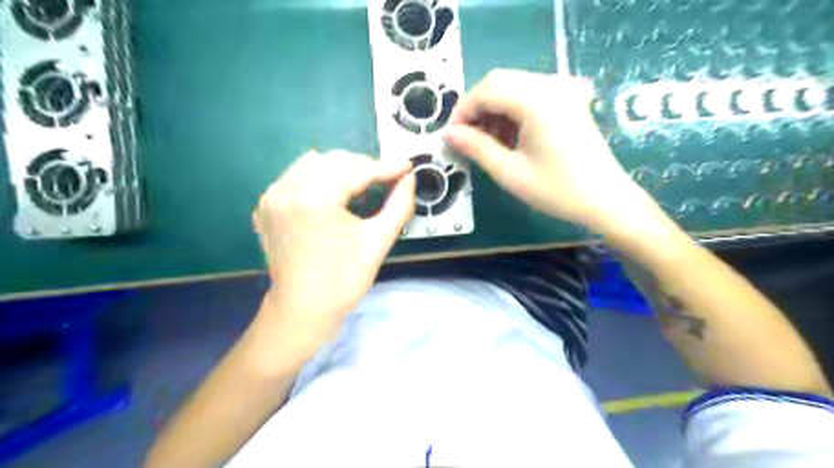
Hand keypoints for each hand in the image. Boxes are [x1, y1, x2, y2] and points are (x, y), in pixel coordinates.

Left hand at [249, 152, 414, 355]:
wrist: (303, 309)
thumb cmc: (343, 280)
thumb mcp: (378, 241)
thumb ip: (399, 205)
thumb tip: (409, 180)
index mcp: (314, 199)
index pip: (356, 171)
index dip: (386, 168)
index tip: (407, 167)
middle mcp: (287, 189)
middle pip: (333, 160)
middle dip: (363, 167)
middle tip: (386, 181)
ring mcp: (272, 197)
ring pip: (312, 163)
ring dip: (340, 170)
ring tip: (360, 186)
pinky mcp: (266, 206)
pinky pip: (295, 177)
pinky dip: (318, 179)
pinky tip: (332, 196)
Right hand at [444, 68, 657, 233]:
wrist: (605, 199)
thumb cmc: (556, 190)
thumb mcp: (509, 172)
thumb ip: (476, 148)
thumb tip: (448, 134)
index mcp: (536, 99)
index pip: (486, 90)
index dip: (463, 111)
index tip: (451, 136)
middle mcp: (550, 84)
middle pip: (499, 81)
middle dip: (476, 108)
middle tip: (465, 138)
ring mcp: (563, 89)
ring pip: (513, 86)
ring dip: (493, 109)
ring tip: (484, 141)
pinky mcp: (569, 99)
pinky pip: (530, 94)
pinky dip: (511, 110)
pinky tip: (507, 135)